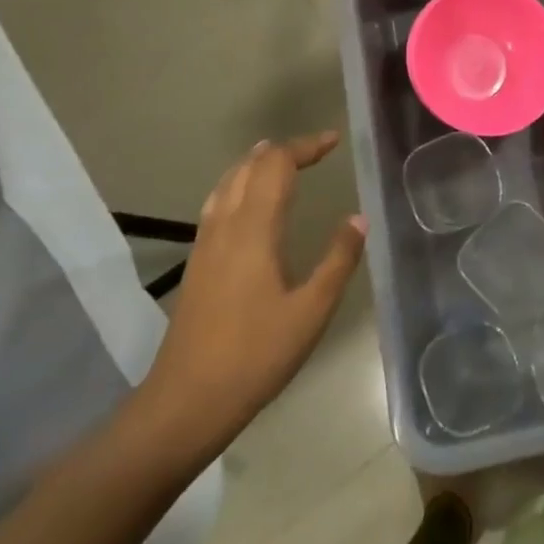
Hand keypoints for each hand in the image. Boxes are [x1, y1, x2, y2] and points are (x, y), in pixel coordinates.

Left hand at [132, 132, 364, 466]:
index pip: (276, 166)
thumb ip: (338, 260)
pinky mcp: (197, 264)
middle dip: (282, 151)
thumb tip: (358, 218)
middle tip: (315, 150)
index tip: (333, 141)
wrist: (185, 402)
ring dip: (256, 164)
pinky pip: (218, 204)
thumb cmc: (255, 356)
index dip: (304, 147)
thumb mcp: (311, 311)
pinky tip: (249, 203)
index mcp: (254, 230)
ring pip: (227, 183)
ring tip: (281, 159)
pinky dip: (239, 185)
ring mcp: (205, 245)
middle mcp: (225, 227)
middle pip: (248, 168)